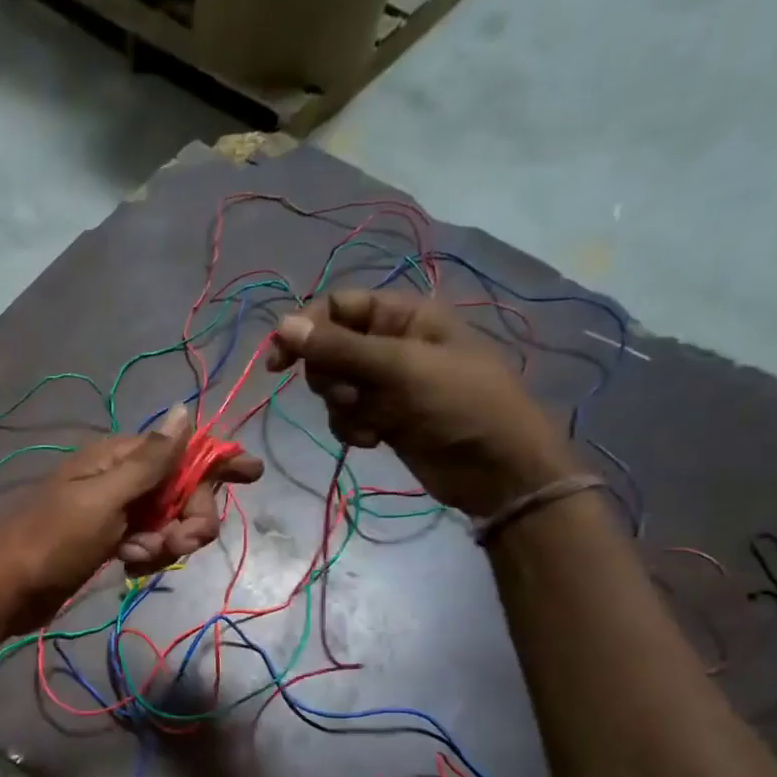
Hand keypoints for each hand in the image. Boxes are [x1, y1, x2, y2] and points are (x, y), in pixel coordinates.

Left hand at [0, 405, 263, 634]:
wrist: (7, 591)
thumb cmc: (53, 540)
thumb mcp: (103, 499)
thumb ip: (149, 460)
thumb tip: (184, 410)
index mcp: (117, 457)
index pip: (181, 449)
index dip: (216, 460)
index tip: (252, 474)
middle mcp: (121, 479)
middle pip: (183, 489)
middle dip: (191, 517)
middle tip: (180, 544)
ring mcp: (116, 512)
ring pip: (170, 520)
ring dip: (168, 542)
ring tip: (141, 558)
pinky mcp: (112, 541)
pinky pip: (150, 542)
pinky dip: (148, 555)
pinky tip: (130, 566)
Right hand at [266, 290, 573, 516]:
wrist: (497, 469)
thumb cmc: (459, 404)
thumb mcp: (399, 368)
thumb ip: (339, 348)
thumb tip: (281, 325)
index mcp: (403, 315)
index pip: (337, 307)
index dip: (305, 329)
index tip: (279, 362)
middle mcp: (391, 343)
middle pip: (329, 349)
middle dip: (331, 378)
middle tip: (351, 395)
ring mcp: (387, 383)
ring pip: (334, 388)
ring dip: (344, 408)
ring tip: (374, 422)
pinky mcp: (384, 417)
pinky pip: (347, 416)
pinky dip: (354, 428)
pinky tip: (376, 440)